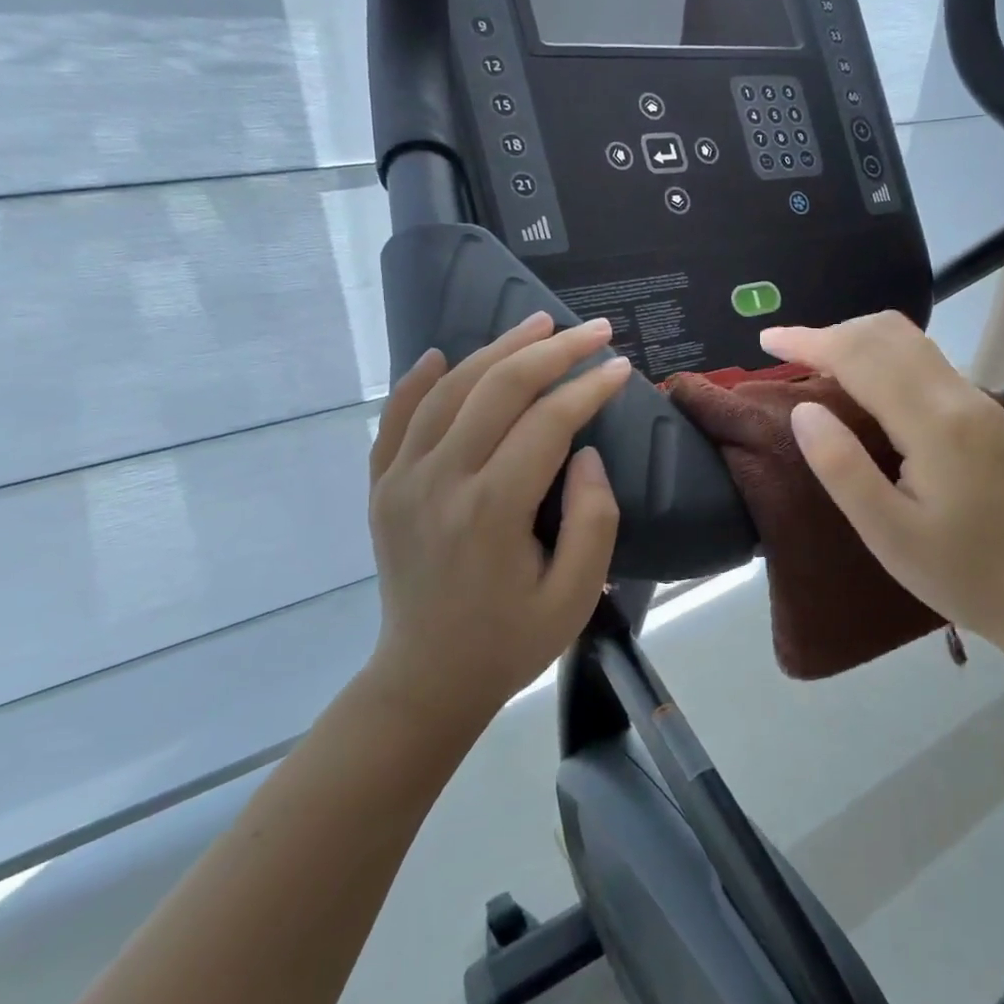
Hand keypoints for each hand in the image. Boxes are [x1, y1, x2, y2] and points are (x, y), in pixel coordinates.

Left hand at [367, 312, 628, 723]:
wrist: (425, 679)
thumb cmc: (510, 641)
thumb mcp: (574, 595)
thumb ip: (593, 519)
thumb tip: (587, 452)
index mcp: (492, 510)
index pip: (548, 423)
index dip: (589, 387)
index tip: (621, 366)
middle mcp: (440, 481)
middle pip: (499, 389)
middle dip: (552, 351)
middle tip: (593, 329)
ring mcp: (402, 480)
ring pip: (450, 390)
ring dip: (497, 349)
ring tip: (537, 324)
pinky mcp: (382, 487)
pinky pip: (396, 419)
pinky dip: (418, 381)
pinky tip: (440, 354)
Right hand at [759, 312, 1003, 644]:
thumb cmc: (966, 574)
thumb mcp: (889, 534)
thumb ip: (842, 467)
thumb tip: (803, 409)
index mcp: (933, 423)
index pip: (860, 356)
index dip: (809, 340)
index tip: (767, 340)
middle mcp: (960, 396)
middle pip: (889, 333)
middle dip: (832, 332)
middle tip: (787, 356)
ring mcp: (980, 402)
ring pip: (911, 341)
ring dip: (860, 340)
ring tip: (818, 366)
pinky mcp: (988, 415)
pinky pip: (926, 363)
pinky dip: (884, 358)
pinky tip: (867, 389)